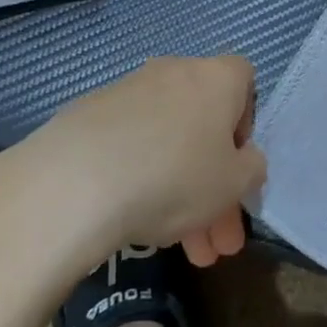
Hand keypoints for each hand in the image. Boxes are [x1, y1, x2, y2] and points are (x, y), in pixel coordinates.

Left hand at [0, 56, 265, 268]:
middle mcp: (174, 72)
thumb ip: (251, 169)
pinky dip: (138, 178)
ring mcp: (127, 91)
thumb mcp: (234, 184)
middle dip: (214, 186)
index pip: (244, 82)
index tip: (237, 166)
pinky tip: (134, 222)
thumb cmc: (175, 176)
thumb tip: (243, 160)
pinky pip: (129, 145)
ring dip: (179, 193)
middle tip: (216, 242)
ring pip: (168, 143)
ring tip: (183, 254)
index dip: (246, 124)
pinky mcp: (87, 116)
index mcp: (216, 77)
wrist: (74, 182)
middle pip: (204, 126)